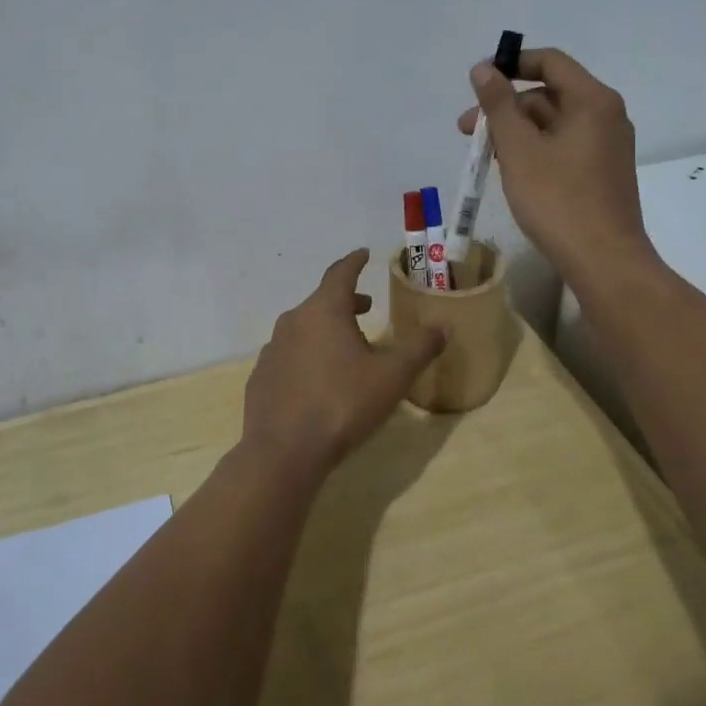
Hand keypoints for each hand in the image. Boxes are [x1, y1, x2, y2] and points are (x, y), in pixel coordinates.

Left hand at [242, 250, 445, 477]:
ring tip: (346, 346)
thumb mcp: (392, 377)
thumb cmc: (343, 404)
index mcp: (324, 310)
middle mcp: (293, 321)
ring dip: (326, 329)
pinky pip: (289, 355)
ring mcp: (272, 349)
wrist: (284, 452)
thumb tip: (443, 326)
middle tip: (366, 308)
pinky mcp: (262, 376)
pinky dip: (307, 355)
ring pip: (304, 328)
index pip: (340, 273)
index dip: (354, 262)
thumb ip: (420, 348)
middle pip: (322, 301)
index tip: (363, 254)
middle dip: (346, 301)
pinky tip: (318, 379)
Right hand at [458, 47, 653, 288]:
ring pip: (554, 124)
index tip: (477, 82)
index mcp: (592, 100)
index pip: (550, 62)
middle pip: (549, 95)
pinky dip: (535, 149)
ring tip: (484, 156)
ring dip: (516, 131)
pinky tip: (511, 171)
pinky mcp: (602, 172)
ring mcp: (607, 146)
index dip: (511, 64)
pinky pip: (564, 146)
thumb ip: (499, 105)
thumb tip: (483, 69)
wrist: (604, 261)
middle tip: (467, 131)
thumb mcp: (519, 149)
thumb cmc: (558, 200)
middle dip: (506, 107)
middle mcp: (606, 116)